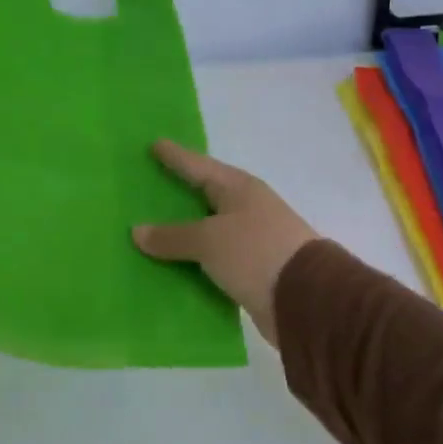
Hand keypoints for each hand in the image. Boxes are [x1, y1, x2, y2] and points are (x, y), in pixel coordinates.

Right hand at [132, 140, 317, 344]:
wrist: (305, 299)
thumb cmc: (255, 252)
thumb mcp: (208, 240)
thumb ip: (172, 236)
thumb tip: (137, 231)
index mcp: (240, 189)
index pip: (199, 167)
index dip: (176, 157)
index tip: (155, 144)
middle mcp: (247, 209)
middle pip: (206, 196)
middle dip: (180, 192)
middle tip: (149, 184)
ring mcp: (252, 240)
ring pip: (209, 230)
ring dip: (185, 231)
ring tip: (152, 228)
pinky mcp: (252, 270)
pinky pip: (213, 259)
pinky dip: (194, 260)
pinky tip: (172, 265)